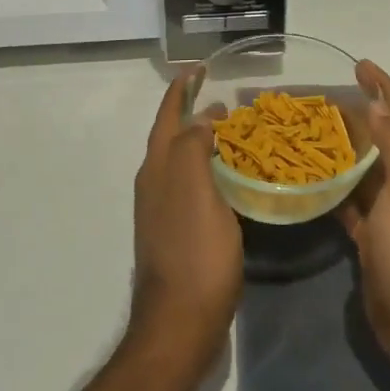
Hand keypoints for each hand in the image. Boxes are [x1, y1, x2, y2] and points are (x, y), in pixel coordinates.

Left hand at [129, 69, 241, 370]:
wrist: (181, 322)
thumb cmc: (194, 253)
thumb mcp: (197, 191)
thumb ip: (193, 147)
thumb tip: (201, 118)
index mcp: (158, 169)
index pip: (167, 116)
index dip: (181, 90)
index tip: (200, 68)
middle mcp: (155, 184)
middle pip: (172, 137)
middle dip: (192, 113)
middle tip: (227, 101)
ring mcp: (164, 211)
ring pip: (183, 161)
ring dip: (203, 141)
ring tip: (234, 132)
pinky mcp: (179, 233)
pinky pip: (194, 185)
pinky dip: (210, 169)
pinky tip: (232, 178)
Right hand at [338, 60, 389, 377]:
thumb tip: (377, 105)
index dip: (383, 87)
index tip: (359, 64)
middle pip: (380, 138)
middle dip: (357, 115)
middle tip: (321, 99)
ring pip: (364, 170)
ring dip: (342, 150)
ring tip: (310, 132)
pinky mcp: (372, 239)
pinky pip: (351, 203)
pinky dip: (335, 188)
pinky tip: (312, 182)